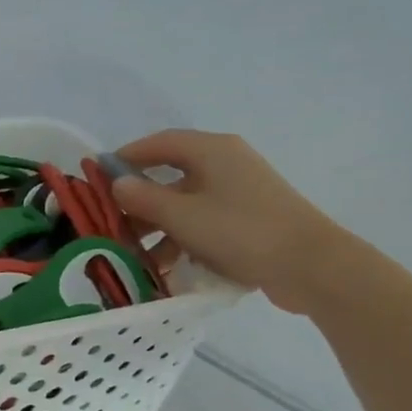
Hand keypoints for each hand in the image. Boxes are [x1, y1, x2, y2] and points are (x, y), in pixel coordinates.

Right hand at [110, 130, 354, 315]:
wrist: (312, 266)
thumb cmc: (240, 231)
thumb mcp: (181, 216)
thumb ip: (143, 197)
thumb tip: (117, 183)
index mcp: (211, 151)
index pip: (158, 143)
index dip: (126, 157)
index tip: (99, 177)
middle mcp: (225, 164)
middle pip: (170, 175)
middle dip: (139, 201)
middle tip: (113, 224)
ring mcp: (240, 192)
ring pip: (186, 203)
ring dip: (159, 227)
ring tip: (137, 255)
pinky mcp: (249, 219)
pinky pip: (204, 222)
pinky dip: (183, 239)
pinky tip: (168, 267)